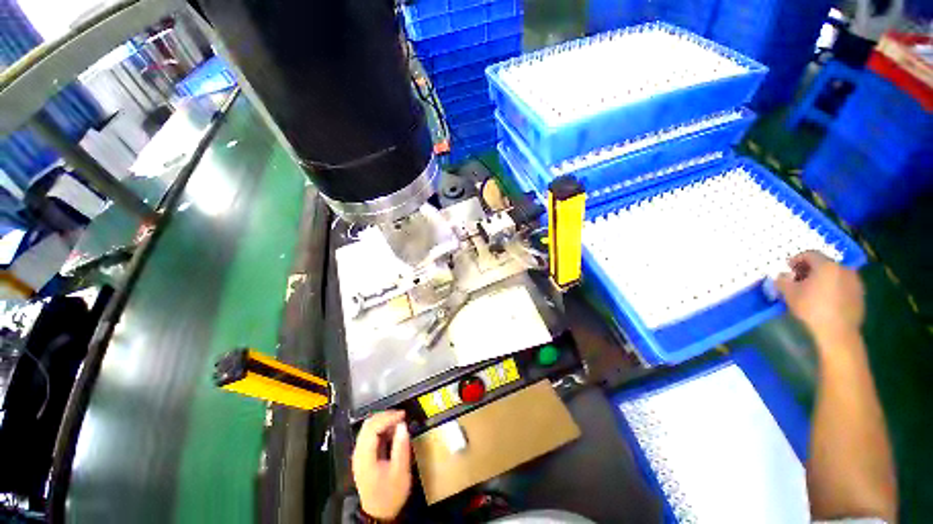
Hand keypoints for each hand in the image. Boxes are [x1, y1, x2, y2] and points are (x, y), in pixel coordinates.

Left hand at [352, 411, 411, 520]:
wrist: (379, 513)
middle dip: (386, 416)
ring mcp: (360, 453)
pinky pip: (372, 434)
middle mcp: (359, 452)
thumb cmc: (390, 494)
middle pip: (368, 424)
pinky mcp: (365, 455)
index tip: (403, 415)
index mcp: (365, 456)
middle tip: (402, 416)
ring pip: (369, 428)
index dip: (388, 417)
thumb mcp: (400, 472)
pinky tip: (393, 432)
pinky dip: (383, 428)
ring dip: (384, 421)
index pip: (372, 428)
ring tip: (400, 423)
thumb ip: (401, 447)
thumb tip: (403, 426)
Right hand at [776, 251, 864, 345]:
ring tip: (812, 290)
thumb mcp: (789, 293)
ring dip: (822, 278)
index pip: (809, 254)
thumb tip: (782, 276)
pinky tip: (825, 299)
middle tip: (799, 279)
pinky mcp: (859, 294)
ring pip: (835, 274)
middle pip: (824, 263)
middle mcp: (843, 268)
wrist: (837, 332)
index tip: (787, 268)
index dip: (796, 259)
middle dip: (810, 269)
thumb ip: (782, 280)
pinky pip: (843, 285)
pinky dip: (833, 287)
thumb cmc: (811, 308)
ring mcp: (855, 281)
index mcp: (826, 265)